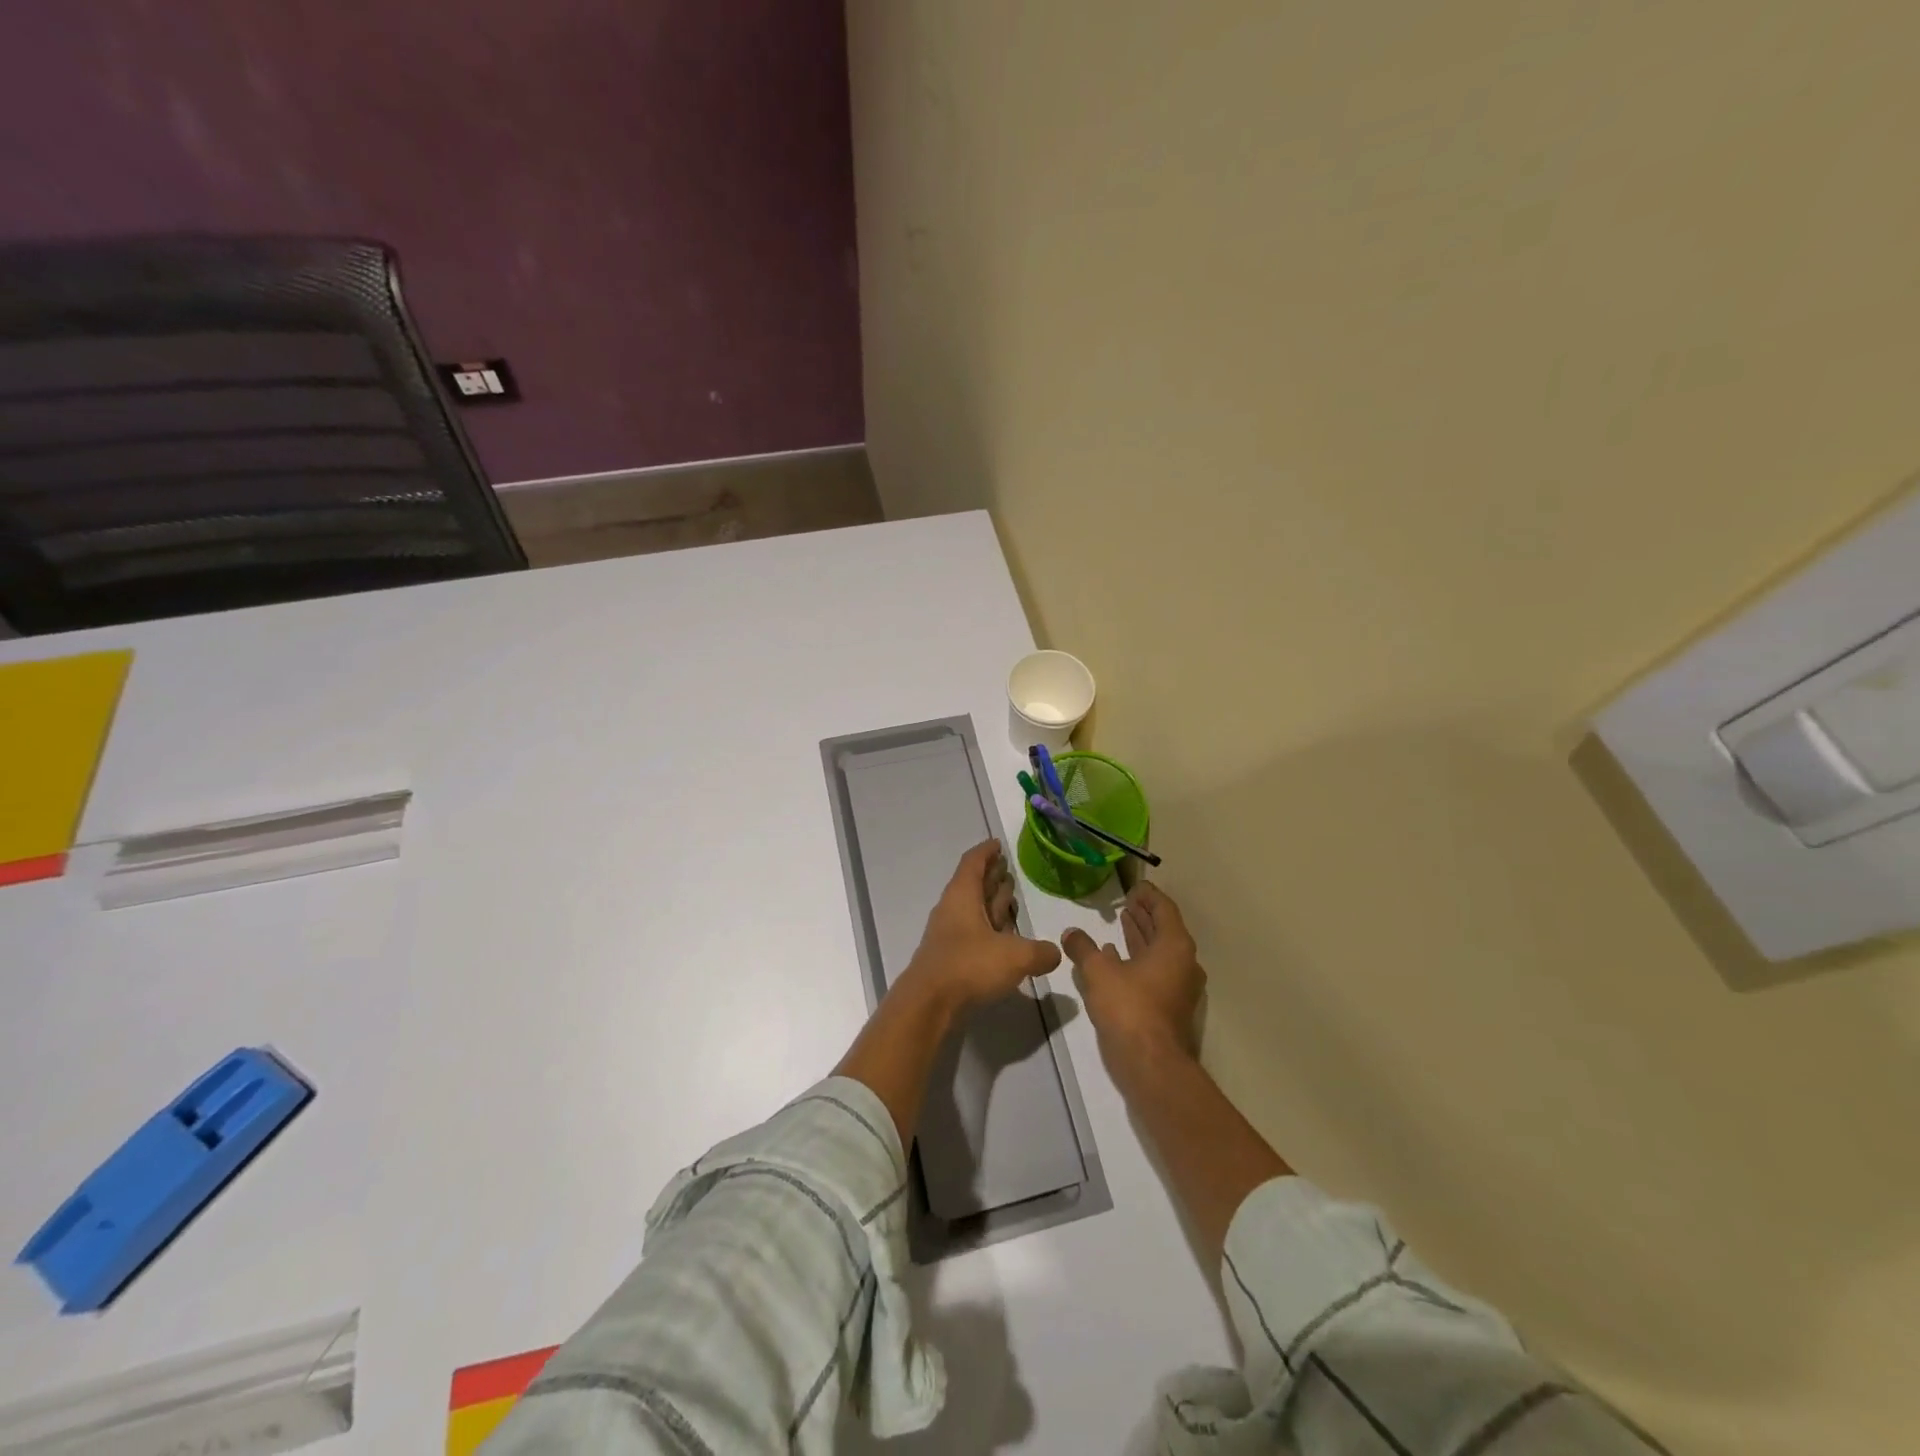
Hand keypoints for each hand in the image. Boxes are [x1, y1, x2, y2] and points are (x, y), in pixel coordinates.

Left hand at [903, 840, 1062, 1012]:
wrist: (929, 1004)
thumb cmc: (970, 965)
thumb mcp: (1015, 956)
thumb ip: (1040, 952)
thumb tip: (1056, 952)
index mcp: (962, 896)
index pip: (973, 863)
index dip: (986, 851)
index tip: (998, 844)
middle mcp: (952, 910)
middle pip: (972, 885)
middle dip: (990, 876)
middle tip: (1008, 869)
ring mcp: (949, 935)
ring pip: (972, 910)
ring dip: (990, 903)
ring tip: (1010, 897)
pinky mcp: (950, 958)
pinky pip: (972, 933)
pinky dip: (988, 929)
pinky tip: (1004, 938)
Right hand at [1062, 880, 1204, 1077]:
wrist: (1151, 1064)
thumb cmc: (1129, 1008)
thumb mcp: (1099, 972)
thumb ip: (1083, 948)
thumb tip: (1070, 932)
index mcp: (1174, 946)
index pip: (1164, 908)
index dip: (1148, 895)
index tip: (1132, 887)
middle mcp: (1183, 962)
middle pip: (1164, 929)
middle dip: (1144, 915)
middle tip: (1125, 902)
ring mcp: (1179, 986)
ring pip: (1159, 952)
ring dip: (1140, 937)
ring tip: (1120, 923)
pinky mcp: (1170, 1006)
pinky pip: (1155, 971)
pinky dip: (1138, 960)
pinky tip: (1115, 958)